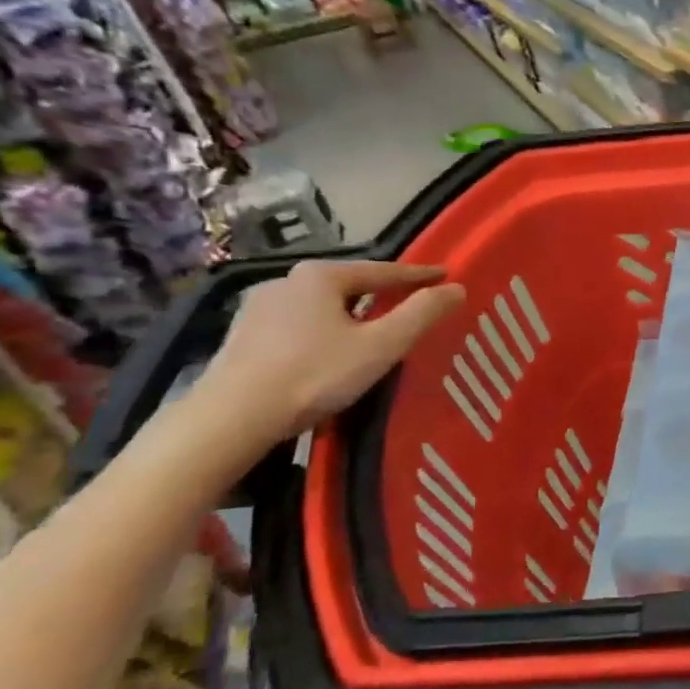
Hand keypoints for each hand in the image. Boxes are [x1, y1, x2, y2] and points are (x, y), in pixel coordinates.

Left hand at [196, 259, 463, 446]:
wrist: (231, 418)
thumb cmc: (314, 375)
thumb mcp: (381, 345)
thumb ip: (422, 314)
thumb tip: (457, 288)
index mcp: (321, 275)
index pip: (384, 270)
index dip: (419, 275)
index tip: (446, 276)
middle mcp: (287, 280)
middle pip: (350, 284)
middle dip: (381, 292)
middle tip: (411, 304)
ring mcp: (260, 307)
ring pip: (323, 305)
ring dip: (351, 313)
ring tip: (373, 328)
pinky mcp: (244, 335)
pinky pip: (299, 323)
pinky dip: (324, 329)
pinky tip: (330, 349)